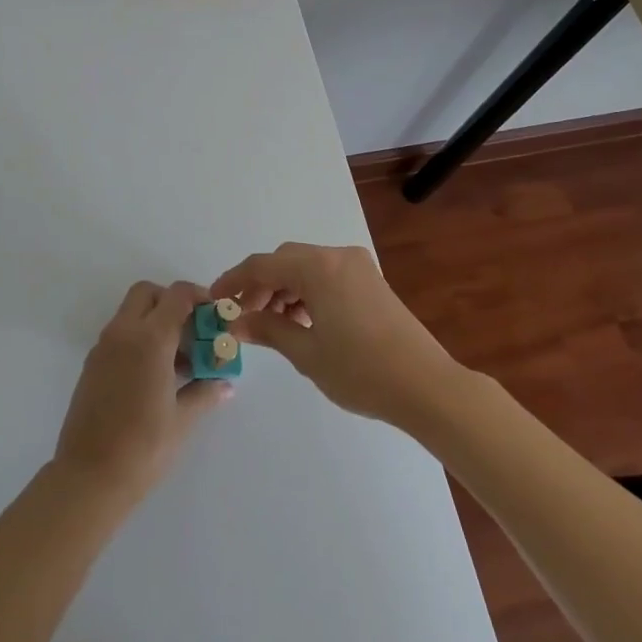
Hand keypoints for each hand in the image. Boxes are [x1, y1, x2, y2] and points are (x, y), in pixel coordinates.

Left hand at [53, 280, 231, 502]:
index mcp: (149, 339)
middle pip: (147, 293)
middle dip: (171, 302)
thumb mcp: (183, 420)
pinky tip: (154, 376)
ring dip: (154, 321)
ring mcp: (103, 347)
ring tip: (177, 361)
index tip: (213, 314)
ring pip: (130, 313)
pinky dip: (138, 339)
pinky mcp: (92, 365)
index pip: (177, 295)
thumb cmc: (143, 448)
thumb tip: (225, 384)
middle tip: (191, 331)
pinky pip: (119, 335)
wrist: (88, 478)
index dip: (198, 296)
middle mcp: (123, 333)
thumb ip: (205, 393)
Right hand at [211, 243, 460, 428]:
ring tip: (271, 324)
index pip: (263, 265)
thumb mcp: (306, 352)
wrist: (426, 386)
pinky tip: (302, 321)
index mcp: (319, 267)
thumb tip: (236, 322)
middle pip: (285, 261)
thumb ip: (268, 329)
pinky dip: (307, 292)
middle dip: (260, 285)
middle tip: (244, 317)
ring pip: (306, 267)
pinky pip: (327, 276)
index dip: (234, 281)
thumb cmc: (361, 370)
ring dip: (284, 289)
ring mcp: (358, 266)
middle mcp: (337, 256)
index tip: (215, 301)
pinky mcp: (370, 281)